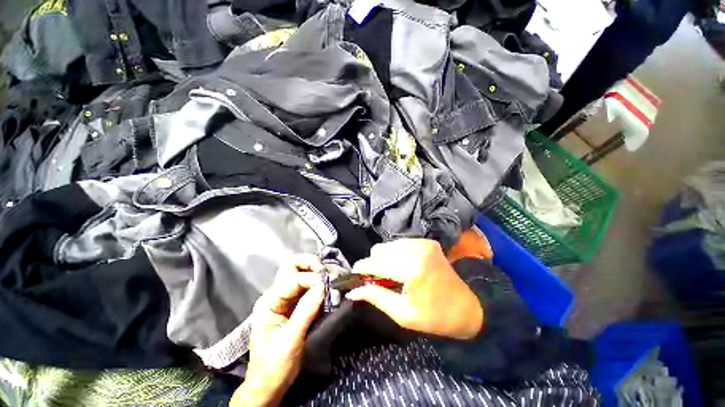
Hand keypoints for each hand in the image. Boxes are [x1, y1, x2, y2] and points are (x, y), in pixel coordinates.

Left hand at [231, 255, 324, 406]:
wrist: (269, 385)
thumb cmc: (274, 366)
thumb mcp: (290, 340)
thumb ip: (306, 311)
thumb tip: (323, 286)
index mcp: (269, 302)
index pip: (292, 279)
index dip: (311, 278)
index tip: (328, 284)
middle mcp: (276, 295)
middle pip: (292, 266)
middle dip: (311, 264)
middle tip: (327, 273)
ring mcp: (285, 299)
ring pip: (301, 273)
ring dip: (316, 273)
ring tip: (330, 279)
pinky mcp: (295, 305)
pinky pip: (307, 287)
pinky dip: (318, 284)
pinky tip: (327, 290)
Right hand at [346, 239, 483, 339]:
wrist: (467, 308)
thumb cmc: (434, 317)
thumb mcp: (402, 314)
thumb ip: (375, 297)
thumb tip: (352, 291)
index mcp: (412, 269)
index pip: (375, 263)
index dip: (361, 268)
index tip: (353, 275)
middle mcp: (417, 250)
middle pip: (379, 249)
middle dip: (373, 264)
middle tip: (376, 279)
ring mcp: (423, 243)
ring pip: (388, 245)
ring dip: (384, 258)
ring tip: (391, 274)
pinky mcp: (427, 242)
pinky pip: (400, 243)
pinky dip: (395, 253)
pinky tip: (402, 266)